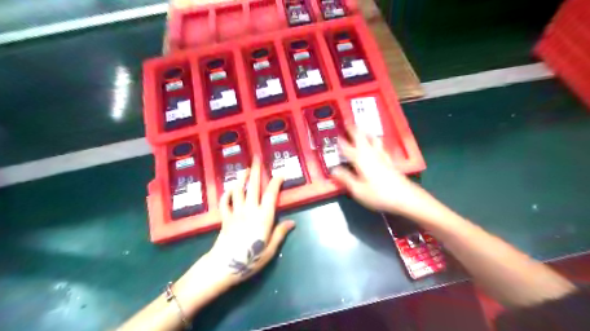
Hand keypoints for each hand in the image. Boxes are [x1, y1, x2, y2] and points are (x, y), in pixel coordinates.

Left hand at [200, 157, 294, 286]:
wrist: (223, 266)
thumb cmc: (250, 260)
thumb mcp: (270, 250)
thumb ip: (280, 233)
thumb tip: (292, 222)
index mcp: (264, 217)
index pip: (271, 194)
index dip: (276, 182)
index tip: (280, 174)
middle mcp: (250, 210)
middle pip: (253, 187)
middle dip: (256, 171)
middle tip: (257, 158)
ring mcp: (236, 213)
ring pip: (238, 191)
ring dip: (241, 178)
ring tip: (244, 169)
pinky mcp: (225, 218)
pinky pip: (224, 203)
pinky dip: (226, 194)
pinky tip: (229, 190)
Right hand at [331, 126, 432, 219]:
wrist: (405, 197)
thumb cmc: (379, 194)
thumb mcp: (358, 190)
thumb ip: (345, 178)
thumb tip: (334, 170)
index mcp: (361, 160)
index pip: (347, 148)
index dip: (341, 142)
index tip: (336, 136)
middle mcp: (371, 154)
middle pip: (362, 138)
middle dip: (355, 130)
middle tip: (349, 124)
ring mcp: (382, 157)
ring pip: (373, 140)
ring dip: (366, 133)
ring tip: (363, 129)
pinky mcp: (389, 161)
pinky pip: (381, 147)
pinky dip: (376, 142)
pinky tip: (377, 144)